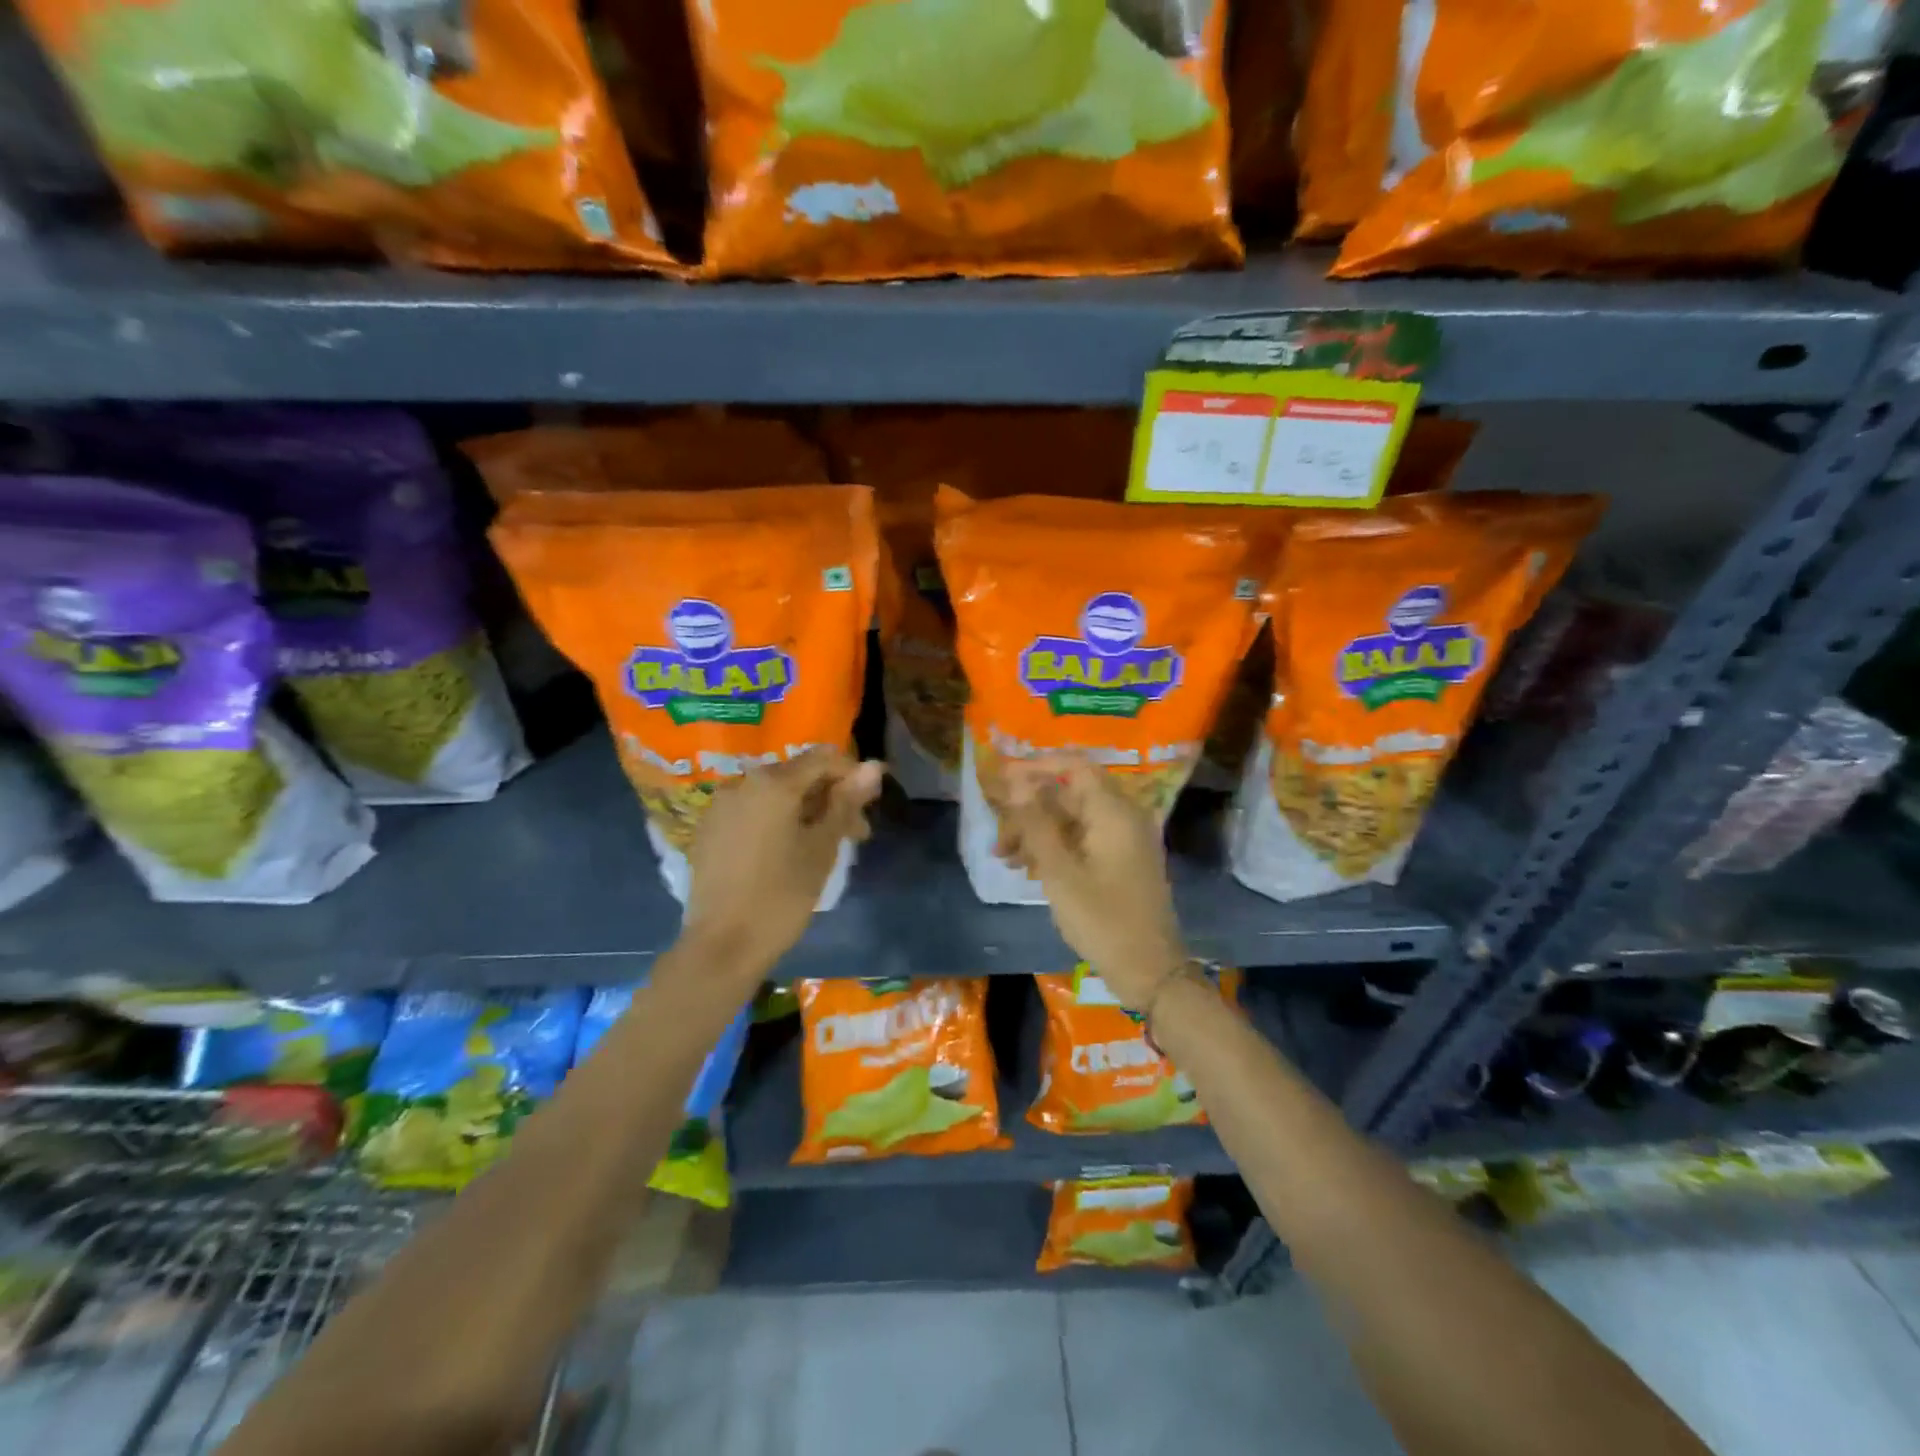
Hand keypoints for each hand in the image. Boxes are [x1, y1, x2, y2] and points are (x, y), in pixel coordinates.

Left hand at [682, 750, 883, 978]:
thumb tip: (873, 765)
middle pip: (797, 775)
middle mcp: (742, 782)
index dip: (852, 775)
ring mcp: (720, 806)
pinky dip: (776, 821)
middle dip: (830, 798)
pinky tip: (786, 852)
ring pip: (774, 795)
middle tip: (854, 835)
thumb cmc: (782, 895)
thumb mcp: (823, 848)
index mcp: (773, 783)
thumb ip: (846, 802)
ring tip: (822, 847)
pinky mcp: (708, 830)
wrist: (721, 946)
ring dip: (804, 811)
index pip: (823, 758)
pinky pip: (752, 812)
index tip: (869, 806)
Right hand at [994, 754, 1186, 1008]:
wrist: (1150, 971)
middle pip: (1070, 795)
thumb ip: (1036, 822)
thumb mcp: (1059, 871)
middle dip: (1029, 809)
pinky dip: (1055, 848)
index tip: (1003, 779)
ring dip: (1037, 832)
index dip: (1037, 767)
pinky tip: (1027, 868)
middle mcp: (1123, 818)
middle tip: (998, 835)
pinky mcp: (1121, 862)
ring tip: (1004, 857)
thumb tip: (1016, 782)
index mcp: (1114, 812)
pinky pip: (1083, 840)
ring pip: (1072, 820)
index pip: (1075, 766)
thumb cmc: (1102, 919)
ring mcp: (1124, 841)